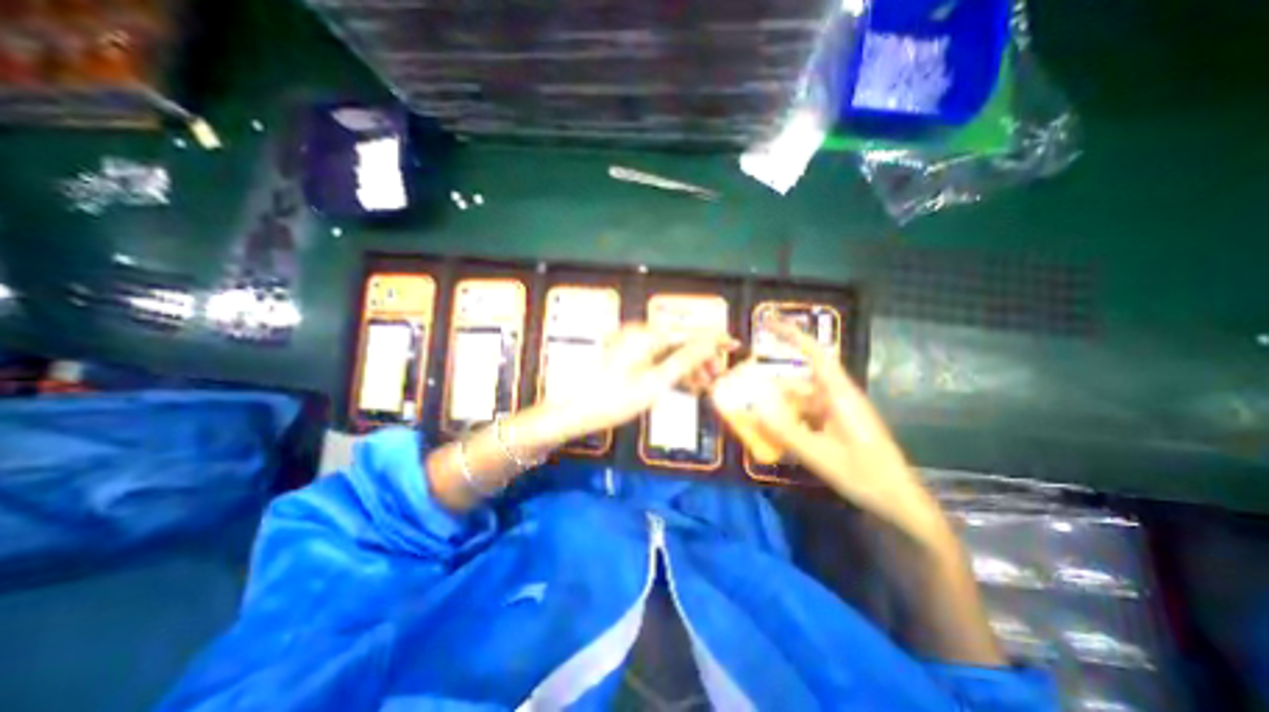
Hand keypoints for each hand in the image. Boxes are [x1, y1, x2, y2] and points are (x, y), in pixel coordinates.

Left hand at [543, 323, 739, 444]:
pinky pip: (657, 360)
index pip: (688, 332)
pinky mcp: (628, 357)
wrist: (575, 412)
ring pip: (670, 352)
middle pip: (680, 342)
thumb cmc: (613, 399)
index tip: (733, 344)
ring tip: (704, 385)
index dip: (713, 339)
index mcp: (645, 336)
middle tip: (717, 376)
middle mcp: (639, 334)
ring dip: (688, 367)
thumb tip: (709, 343)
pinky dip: (672, 371)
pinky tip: (684, 385)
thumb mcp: (654, 383)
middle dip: (700, 358)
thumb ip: (684, 360)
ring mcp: (632, 345)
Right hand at [734, 319, 951, 545]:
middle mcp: (837, 397)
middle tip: (745, 390)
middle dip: (771, 385)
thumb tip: (753, 409)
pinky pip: (806, 416)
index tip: (768, 323)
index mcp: (839, 394)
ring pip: (800, 401)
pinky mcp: (835, 426)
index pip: (814, 354)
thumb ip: (784, 431)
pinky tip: (775, 437)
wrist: (898, 501)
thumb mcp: (819, 454)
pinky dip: (789, 422)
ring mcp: (836, 412)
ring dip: (779, 407)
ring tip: (754, 417)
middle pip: (798, 381)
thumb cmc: (864, 474)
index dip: (792, 335)